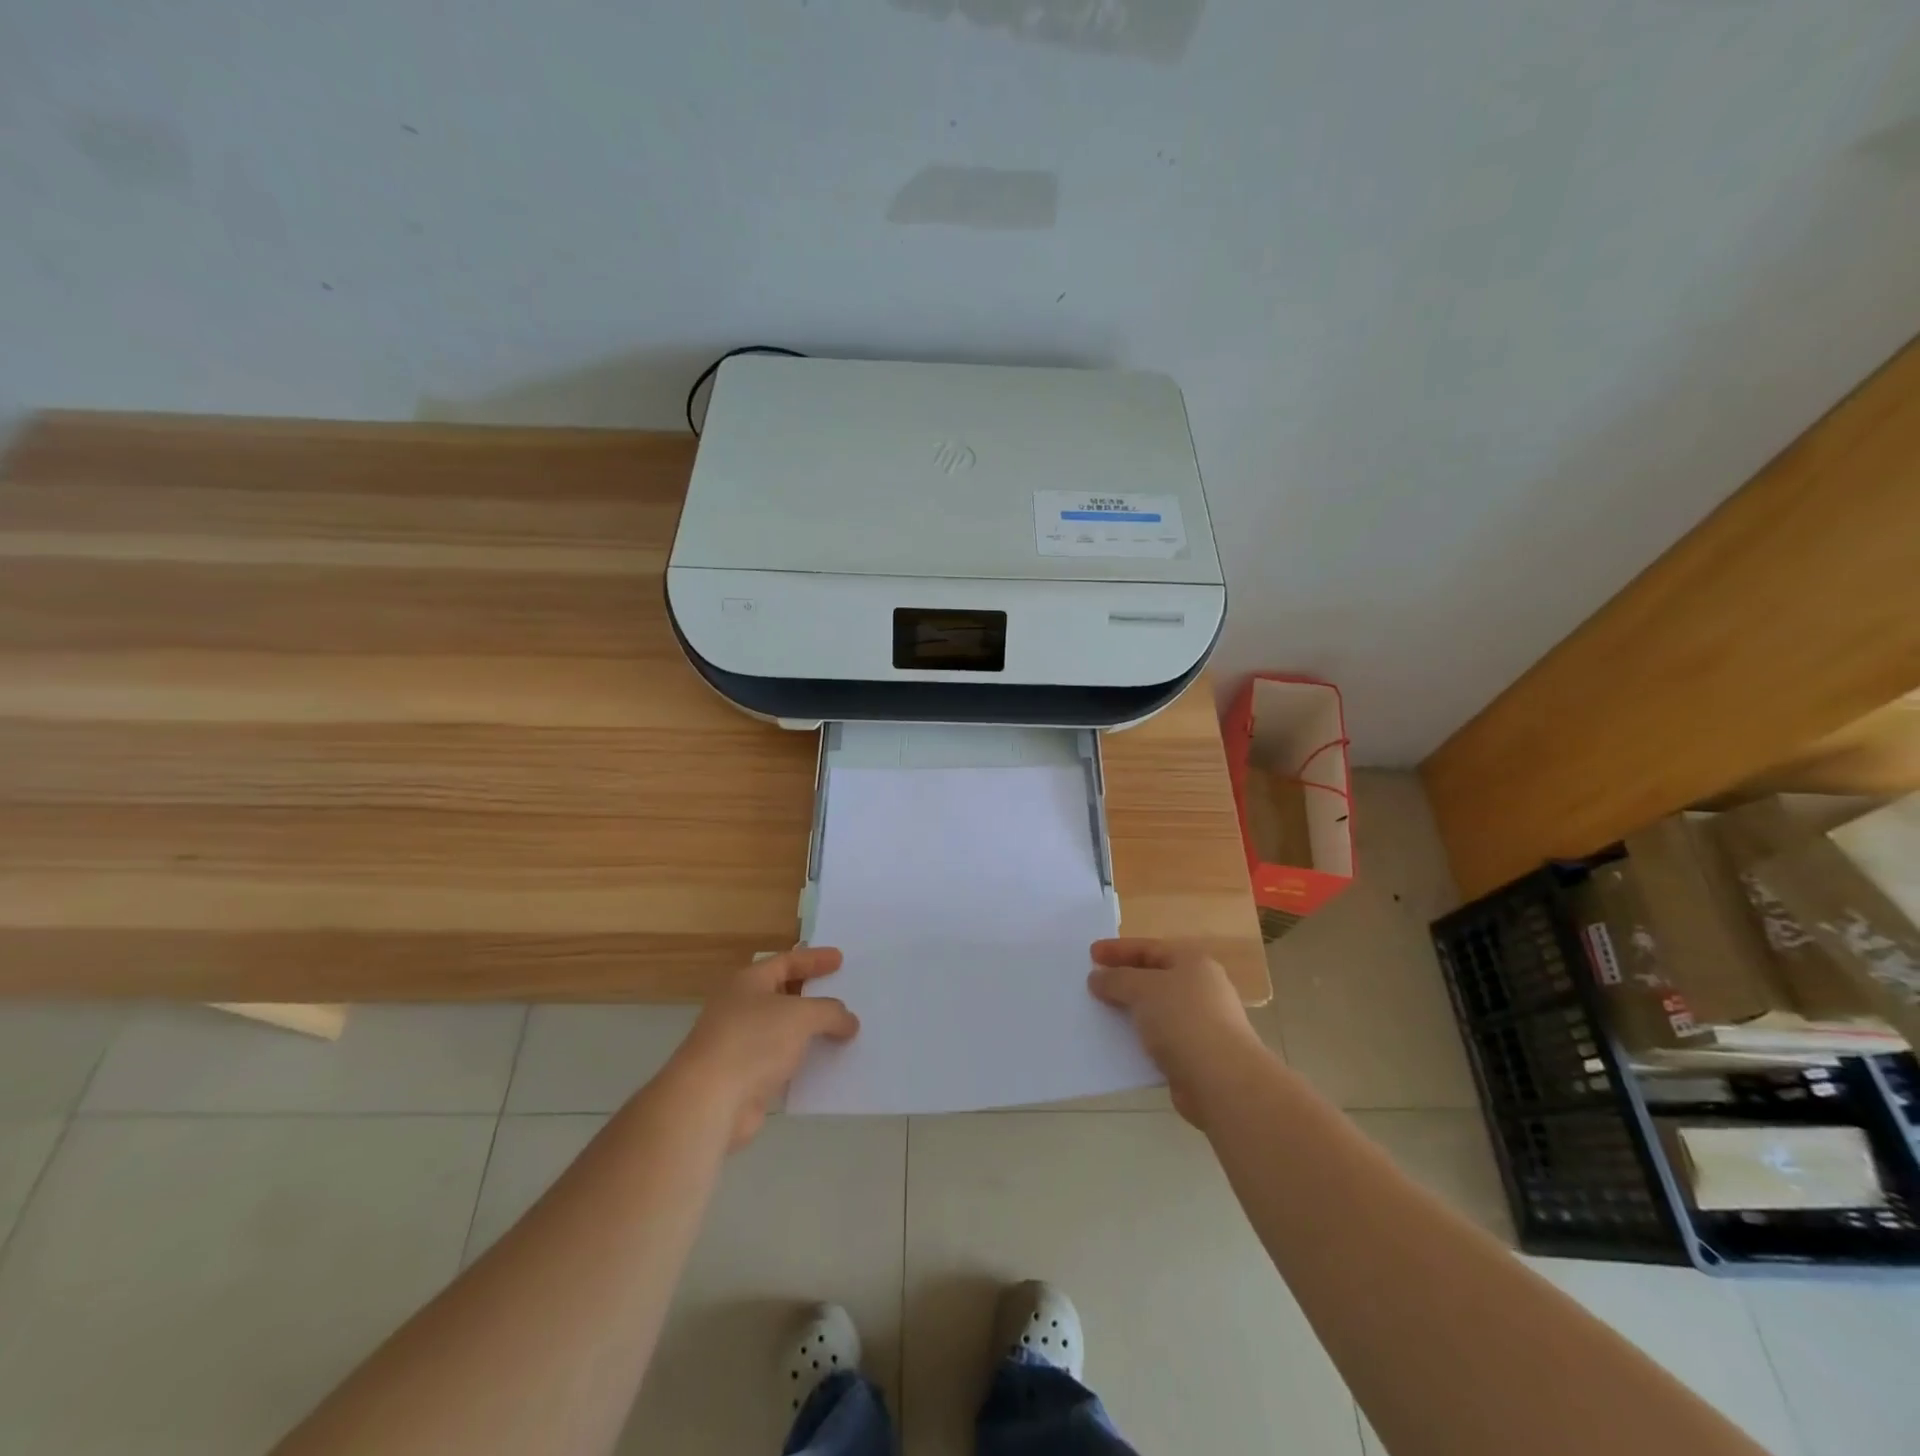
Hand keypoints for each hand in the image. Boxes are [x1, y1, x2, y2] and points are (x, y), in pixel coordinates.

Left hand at [665, 948, 858, 1149]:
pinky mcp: (745, 1078)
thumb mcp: (801, 1016)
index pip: (786, 961)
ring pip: (783, 1030)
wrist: (709, 1101)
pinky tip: (826, 1065)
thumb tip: (848, 1021)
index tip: (840, 960)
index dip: (814, 959)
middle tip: (843, 993)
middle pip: (783, 994)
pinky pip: (782, 1062)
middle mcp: (741, 1008)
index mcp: (748, 982)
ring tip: (843, 1030)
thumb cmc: (753, 1041)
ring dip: (810, 1031)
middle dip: (813, 995)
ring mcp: (740, 1044)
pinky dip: (803, 1061)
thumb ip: (830, 1012)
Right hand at [1088, 938, 1266, 1126]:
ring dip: (1129, 1011)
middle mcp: (1201, 989)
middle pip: (1154, 978)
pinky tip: (1118, 1044)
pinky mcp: (1196, 1055)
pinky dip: (1139, 1039)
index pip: (1149, 948)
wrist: (1221, 1081)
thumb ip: (1116, 980)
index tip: (1090, 954)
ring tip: (1100, 1013)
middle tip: (1093, 983)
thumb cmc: (1183, 1020)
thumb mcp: (1142, 989)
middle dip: (1123, 980)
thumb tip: (1097, 977)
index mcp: (1193, 963)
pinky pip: (1159, 1039)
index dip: (1118, 950)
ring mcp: (1201, 1023)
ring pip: (1155, 1010)